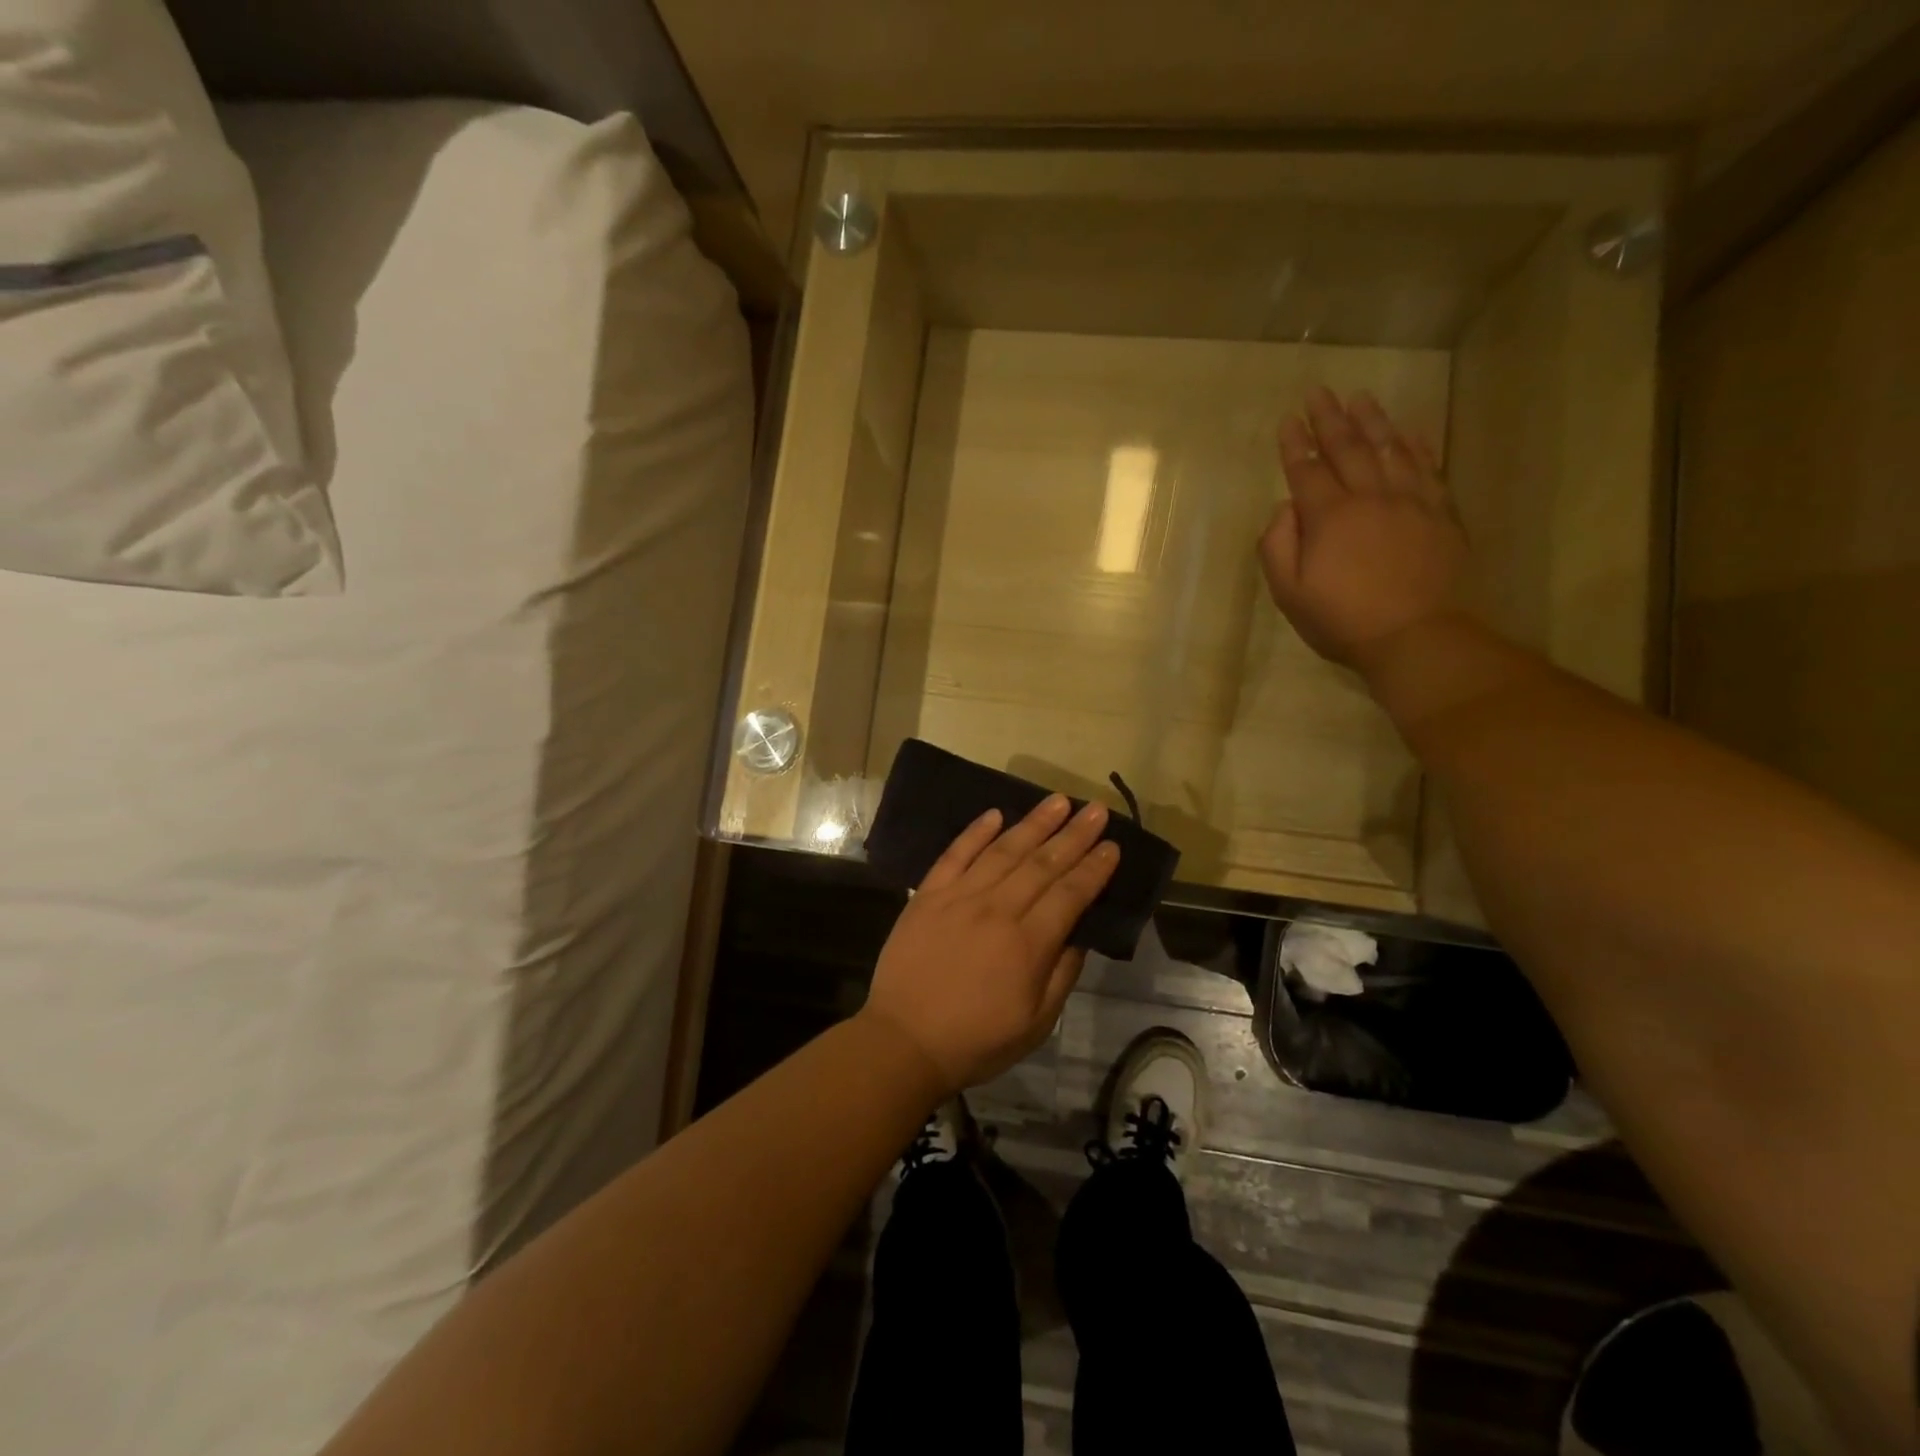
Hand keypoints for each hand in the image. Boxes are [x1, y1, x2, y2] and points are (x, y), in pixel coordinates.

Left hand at [860, 795, 1120, 1096]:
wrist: (904, 1041)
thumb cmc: (977, 1040)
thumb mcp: (1036, 1023)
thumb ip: (1062, 974)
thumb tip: (1079, 933)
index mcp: (1028, 943)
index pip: (1070, 894)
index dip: (1094, 868)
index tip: (1112, 845)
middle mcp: (997, 909)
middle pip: (1042, 863)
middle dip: (1073, 835)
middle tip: (1096, 810)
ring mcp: (959, 897)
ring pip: (1003, 851)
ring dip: (1033, 823)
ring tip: (1057, 801)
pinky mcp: (928, 895)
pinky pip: (955, 854)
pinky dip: (976, 832)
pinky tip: (995, 813)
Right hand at [1259, 387, 1470, 674]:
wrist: (1417, 636)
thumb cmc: (1343, 620)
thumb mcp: (1289, 593)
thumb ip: (1278, 546)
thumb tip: (1285, 508)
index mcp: (1329, 516)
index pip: (1306, 470)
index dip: (1295, 444)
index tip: (1288, 419)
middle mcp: (1370, 496)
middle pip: (1348, 448)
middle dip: (1330, 419)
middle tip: (1319, 393)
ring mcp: (1410, 501)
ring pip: (1390, 448)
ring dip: (1372, 420)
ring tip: (1359, 397)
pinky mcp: (1440, 513)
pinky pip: (1427, 467)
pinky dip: (1416, 444)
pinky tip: (1408, 430)